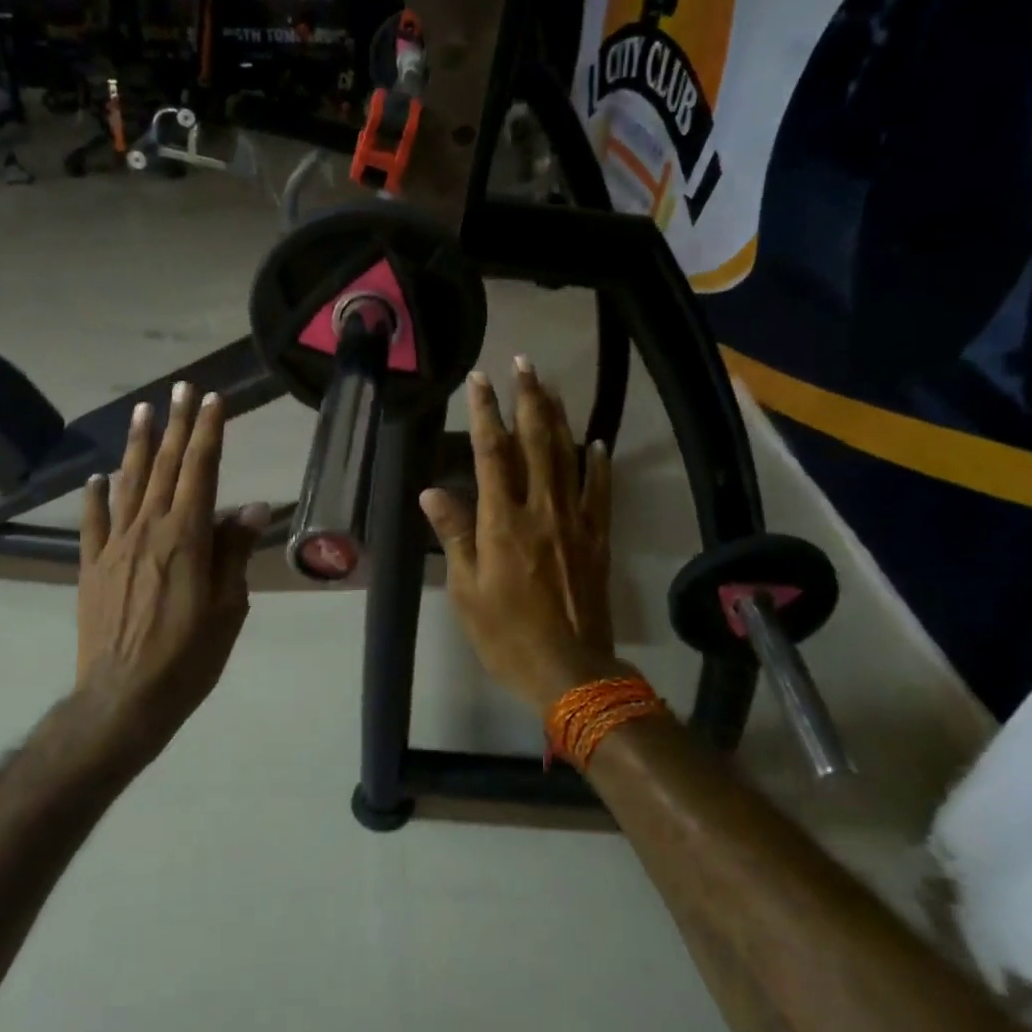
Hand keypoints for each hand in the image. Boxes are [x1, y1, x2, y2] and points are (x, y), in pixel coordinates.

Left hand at [77, 383, 268, 757]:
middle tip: (179, 389)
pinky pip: (93, 522)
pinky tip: (97, 477)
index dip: (207, 432)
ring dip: (136, 445)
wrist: (124, 698)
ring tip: (142, 411)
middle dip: (175, 425)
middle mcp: (148, 530)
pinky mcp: (92, 568)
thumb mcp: (228, 607)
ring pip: (127, 484)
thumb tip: (250, 508)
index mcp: (187, 536)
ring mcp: (115, 547)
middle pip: (164, 467)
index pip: (200, 471)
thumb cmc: (189, 656)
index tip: (211, 400)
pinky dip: (96, 496)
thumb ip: (234, 552)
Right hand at [420, 358, 633, 714]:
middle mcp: (541, 510)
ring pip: (567, 457)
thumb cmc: (505, 633)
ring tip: (551, 385)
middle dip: (528, 399)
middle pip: (535, 442)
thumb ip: (454, 535)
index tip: (480, 380)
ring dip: (558, 418)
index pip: (491, 453)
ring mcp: (575, 521)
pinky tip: (597, 441)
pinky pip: (600, 491)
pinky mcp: (598, 538)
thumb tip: (432, 492)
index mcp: (503, 521)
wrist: (569, 669)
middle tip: (523, 363)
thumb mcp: (466, 590)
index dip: (484, 413)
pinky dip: (598, 463)